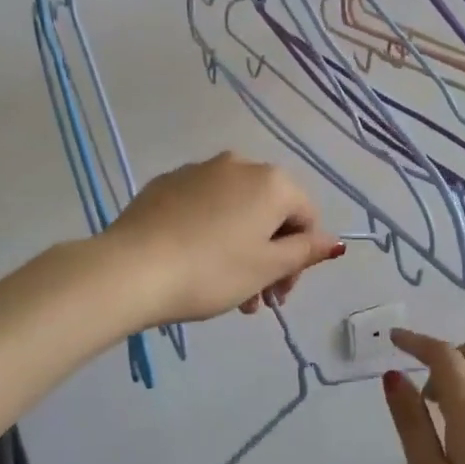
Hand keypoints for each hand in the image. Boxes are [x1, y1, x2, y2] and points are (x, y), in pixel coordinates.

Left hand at [103, 153, 343, 327]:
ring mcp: (198, 170)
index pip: (306, 216)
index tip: (281, 294)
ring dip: (241, 248)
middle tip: (256, 299)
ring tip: (226, 293)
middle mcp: (238, 164)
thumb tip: (332, 241)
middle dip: (269, 256)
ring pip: (235, 210)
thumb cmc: (212, 271)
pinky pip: (203, 206)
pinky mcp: (166, 183)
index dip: (301, 258)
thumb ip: (305, 252)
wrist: (132, 268)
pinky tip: (193, 263)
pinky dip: (209, 232)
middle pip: (270, 212)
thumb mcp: (266, 268)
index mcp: (271, 181)